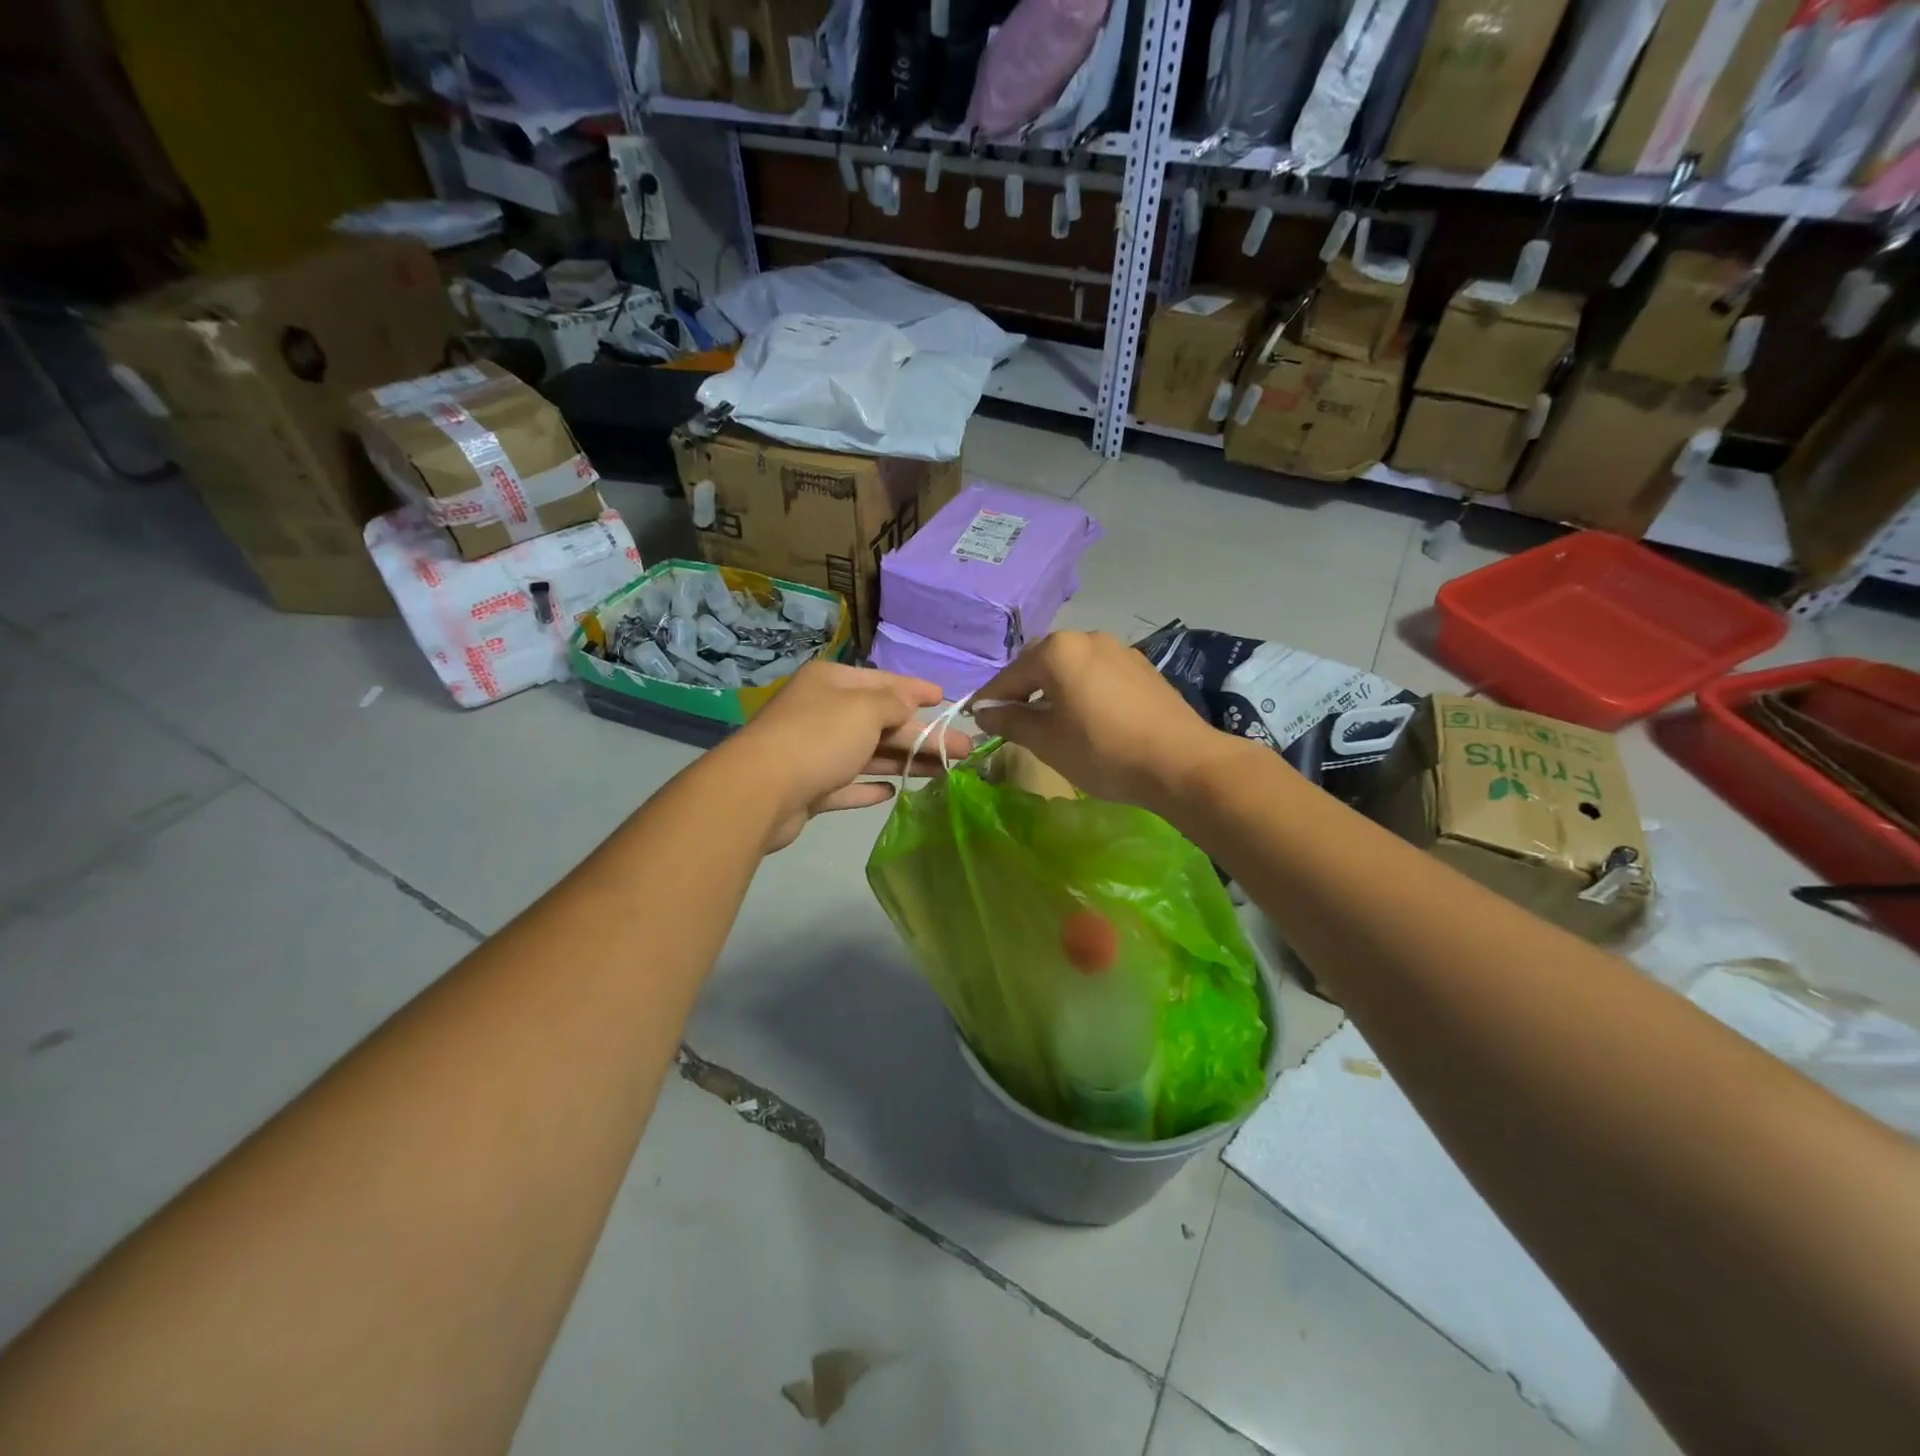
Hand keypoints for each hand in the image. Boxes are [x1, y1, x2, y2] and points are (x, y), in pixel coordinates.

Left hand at [719, 660, 972, 851]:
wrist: (760, 791)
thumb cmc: (819, 738)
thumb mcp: (865, 709)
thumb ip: (894, 704)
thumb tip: (908, 703)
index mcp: (832, 683)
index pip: (884, 682)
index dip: (917, 690)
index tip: (946, 699)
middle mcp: (822, 712)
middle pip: (881, 722)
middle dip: (922, 735)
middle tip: (964, 750)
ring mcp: (814, 752)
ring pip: (868, 754)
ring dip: (904, 761)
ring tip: (943, 772)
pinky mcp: (809, 788)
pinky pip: (847, 784)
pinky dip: (869, 787)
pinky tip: (892, 792)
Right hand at [972, 632, 1236, 814]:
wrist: (1181, 762)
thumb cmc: (1103, 751)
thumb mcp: (1047, 741)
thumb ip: (1011, 721)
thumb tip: (984, 712)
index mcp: (1057, 650)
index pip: (1009, 676)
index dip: (990, 700)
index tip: (976, 720)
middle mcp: (1087, 638)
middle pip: (1040, 664)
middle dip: (1022, 691)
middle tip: (1011, 722)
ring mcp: (1119, 649)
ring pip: (1071, 668)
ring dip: (1053, 690)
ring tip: (1049, 722)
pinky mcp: (1142, 667)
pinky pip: (1097, 674)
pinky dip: (1082, 691)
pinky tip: (1086, 717)